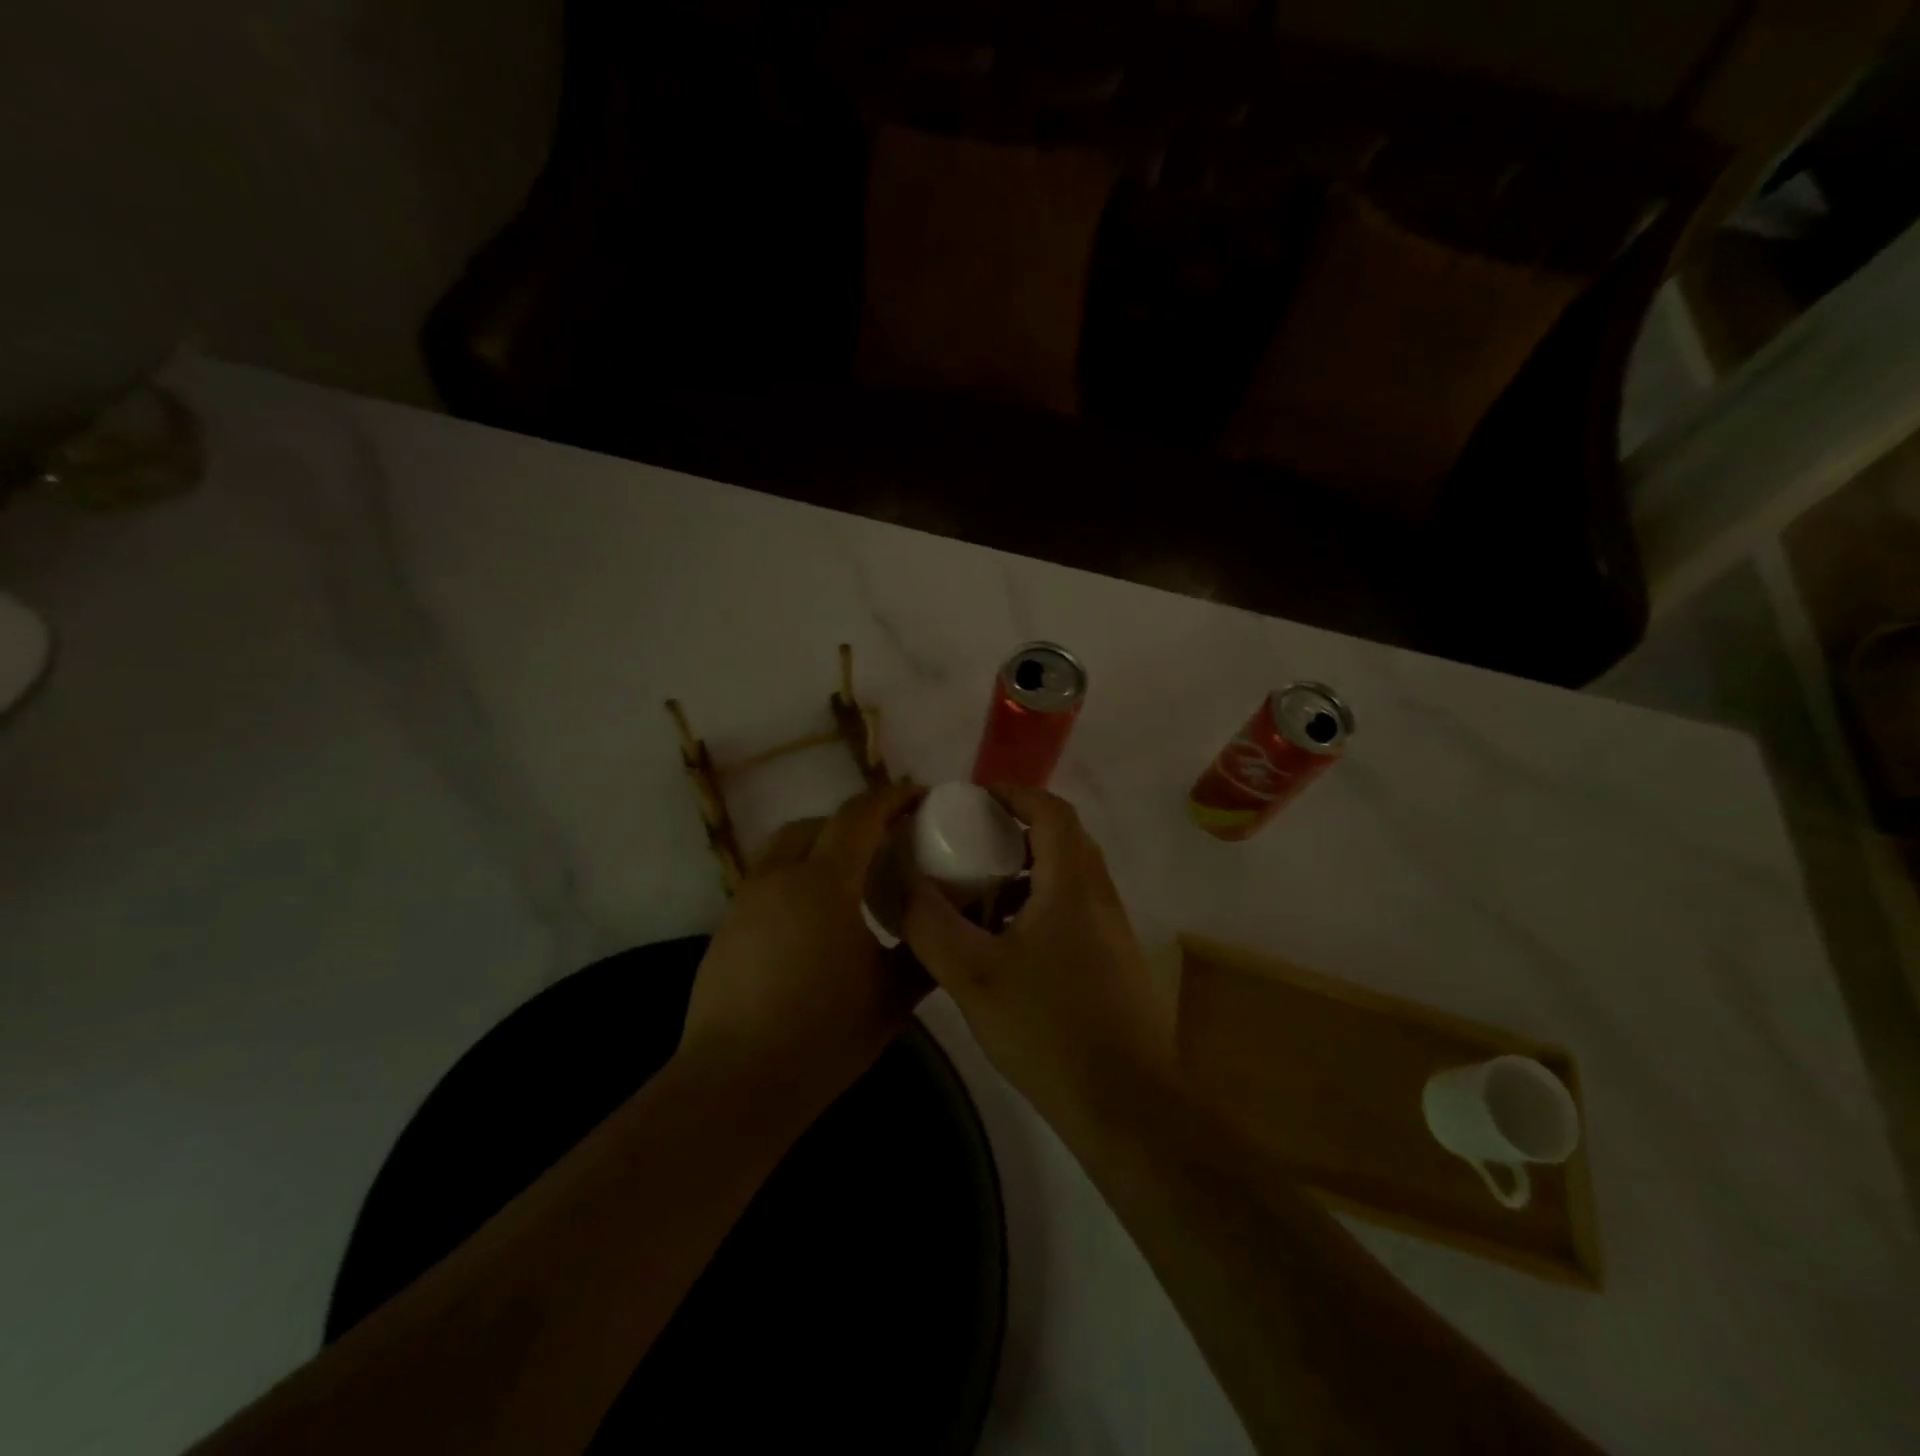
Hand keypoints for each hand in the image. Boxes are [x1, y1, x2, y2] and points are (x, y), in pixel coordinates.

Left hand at [679, 781, 926, 1116]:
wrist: (737, 1082)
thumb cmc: (823, 1035)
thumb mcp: (893, 996)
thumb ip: (925, 950)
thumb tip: (948, 924)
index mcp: (824, 882)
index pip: (859, 815)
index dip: (892, 798)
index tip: (920, 797)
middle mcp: (779, 876)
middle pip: (819, 823)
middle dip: (856, 821)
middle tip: (888, 842)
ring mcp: (746, 899)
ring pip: (786, 847)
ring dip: (821, 846)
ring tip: (851, 878)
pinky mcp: (727, 925)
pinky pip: (768, 878)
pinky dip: (797, 876)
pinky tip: (814, 919)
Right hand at [902, 785, 1173, 1135]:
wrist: (1124, 1104)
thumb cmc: (1048, 1029)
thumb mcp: (973, 976)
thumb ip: (932, 924)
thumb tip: (908, 884)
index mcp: (1073, 883)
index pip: (1050, 810)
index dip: (1012, 794)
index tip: (972, 801)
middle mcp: (1100, 895)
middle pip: (1061, 838)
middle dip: (1014, 832)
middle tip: (969, 845)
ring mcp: (1112, 929)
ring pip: (1068, 877)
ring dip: (1026, 872)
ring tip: (980, 894)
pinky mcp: (1113, 960)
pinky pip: (1073, 909)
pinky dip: (1039, 904)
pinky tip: (1006, 944)